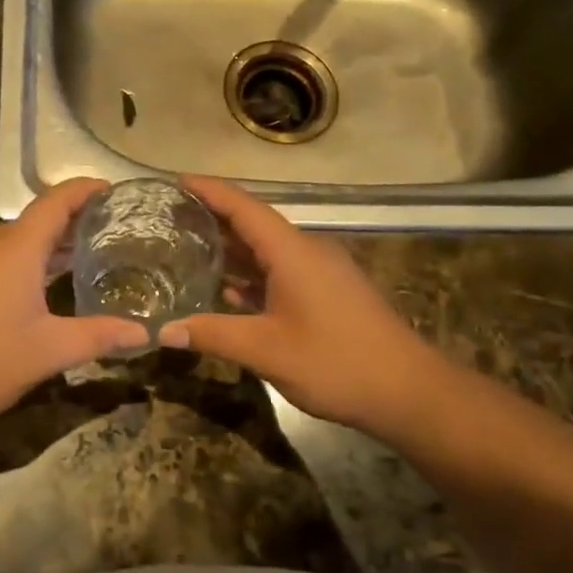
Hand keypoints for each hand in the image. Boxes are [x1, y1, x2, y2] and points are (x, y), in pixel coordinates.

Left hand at [0, 178, 148, 430]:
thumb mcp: (48, 351)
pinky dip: (22, 264)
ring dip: (47, 248)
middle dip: (74, 225)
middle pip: (38, 220)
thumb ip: (98, 336)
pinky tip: (33, 293)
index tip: (115, 192)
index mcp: (17, 246)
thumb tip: (145, 334)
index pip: (58, 200)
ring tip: (80, 265)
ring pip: (15, 242)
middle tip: (111, 238)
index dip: (87, 190)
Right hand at [160, 175, 442, 432]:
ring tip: (190, 249)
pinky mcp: (330, 292)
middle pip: (253, 223)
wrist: (409, 391)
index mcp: (291, 251)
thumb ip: (213, 334)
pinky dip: (253, 273)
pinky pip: (282, 270)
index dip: (208, 190)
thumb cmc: (336, 362)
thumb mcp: (266, 350)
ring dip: (232, 248)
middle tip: (170, 219)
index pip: (242, 206)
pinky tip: (230, 291)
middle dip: (213, 218)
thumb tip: (163, 330)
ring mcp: (321, 271)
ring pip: (268, 249)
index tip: (175, 181)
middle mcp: (306, 250)